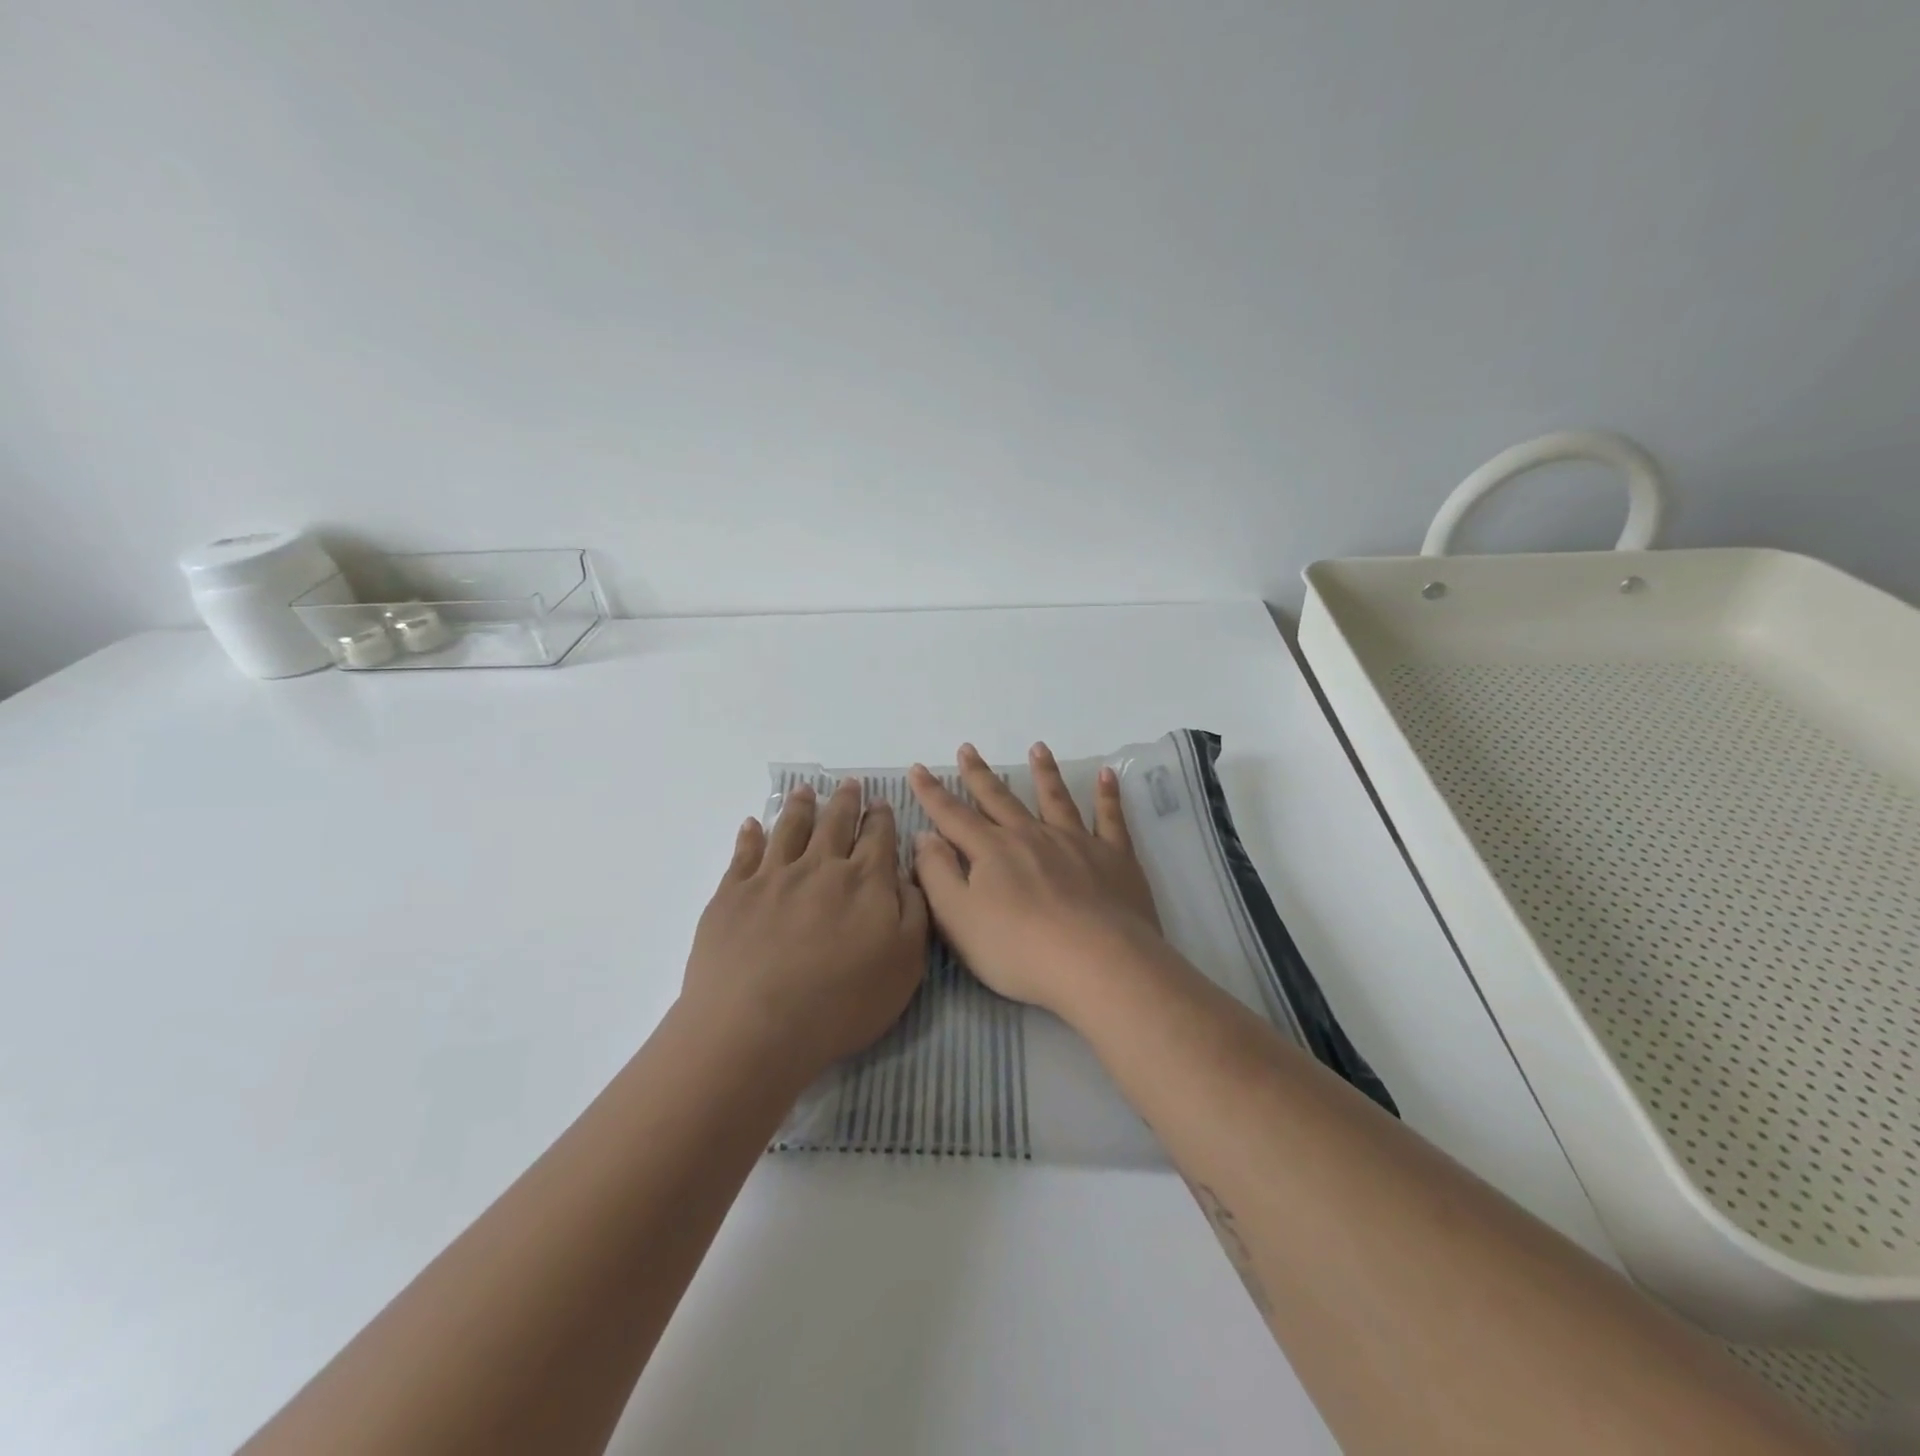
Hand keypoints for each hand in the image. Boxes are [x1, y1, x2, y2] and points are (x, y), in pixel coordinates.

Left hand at [684, 779, 928, 1081]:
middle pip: (835, 823)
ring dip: (800, 806)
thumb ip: (914, 911)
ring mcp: (772, 877)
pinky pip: (743, 853)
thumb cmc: (842, 1003)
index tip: (881, 802)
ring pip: (789, 828)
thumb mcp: (906, 963)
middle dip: (846, 801)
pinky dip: (750, 834)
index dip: (881, 817)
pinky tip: (752, 824)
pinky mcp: (732, 894)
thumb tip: (906, 875)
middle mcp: (820, 867)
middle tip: (849, 784)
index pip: (878, 837)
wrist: (755, 1026)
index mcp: (865, 881)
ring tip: (804, 790)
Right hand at [909, 742, 1160, 1015]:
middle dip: (980, 774)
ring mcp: (1076, 843)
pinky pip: (1110, 818)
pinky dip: (1107, 796)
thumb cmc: (1019, 949)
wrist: (1098, 963)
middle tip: (968, 748)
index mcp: (992, 851)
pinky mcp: (1114, 858)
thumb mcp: (958, 919)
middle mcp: (1031, 836)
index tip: (918, 768)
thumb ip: (937, 874)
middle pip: (1000, 799)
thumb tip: (925, 836)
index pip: (953, 815)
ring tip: (1037, 748)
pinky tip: (1107, 776)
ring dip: (1044, 772)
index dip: (932, 793)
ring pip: (1055, 799)